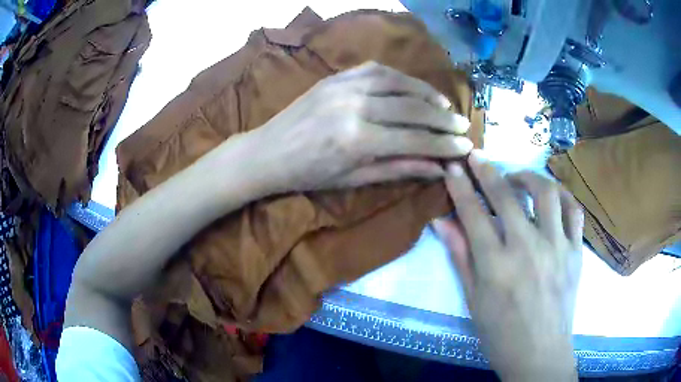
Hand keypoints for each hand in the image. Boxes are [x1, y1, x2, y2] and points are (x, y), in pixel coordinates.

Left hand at [242, 61, 472, 192]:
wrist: (268, 152)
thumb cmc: (309, 175)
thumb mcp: (354, 179)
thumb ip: (399, 168)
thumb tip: (438, 168)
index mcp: (358, 141)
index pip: (414, 139)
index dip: (444, 144)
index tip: (466, 147)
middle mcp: (354, 107)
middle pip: (412, 108)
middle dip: (443, 118)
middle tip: (463, 125)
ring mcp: (344, 86)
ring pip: (398, 82)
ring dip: (427, 93)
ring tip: (445, 105)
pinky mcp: (336, 76)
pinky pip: (376, 69)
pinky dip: (401, 77)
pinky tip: (414, 87)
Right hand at [432, 151, 582, 380]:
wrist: (539, 353)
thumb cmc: (500, 333)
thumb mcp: (473, 300)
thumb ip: (460, 257)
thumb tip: (442, 222)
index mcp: (496, 265)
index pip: (473, 213)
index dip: (461, 186)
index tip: (453, 167)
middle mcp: (527, 248)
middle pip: (506, 195)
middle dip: (487, 170)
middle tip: (478, 156)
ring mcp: (557, 247)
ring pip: (546, 193)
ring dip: (528, 177)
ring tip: (518, 177)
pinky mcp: (576, 252)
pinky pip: (574, 211)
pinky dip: (562, 196)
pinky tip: (552, 197)